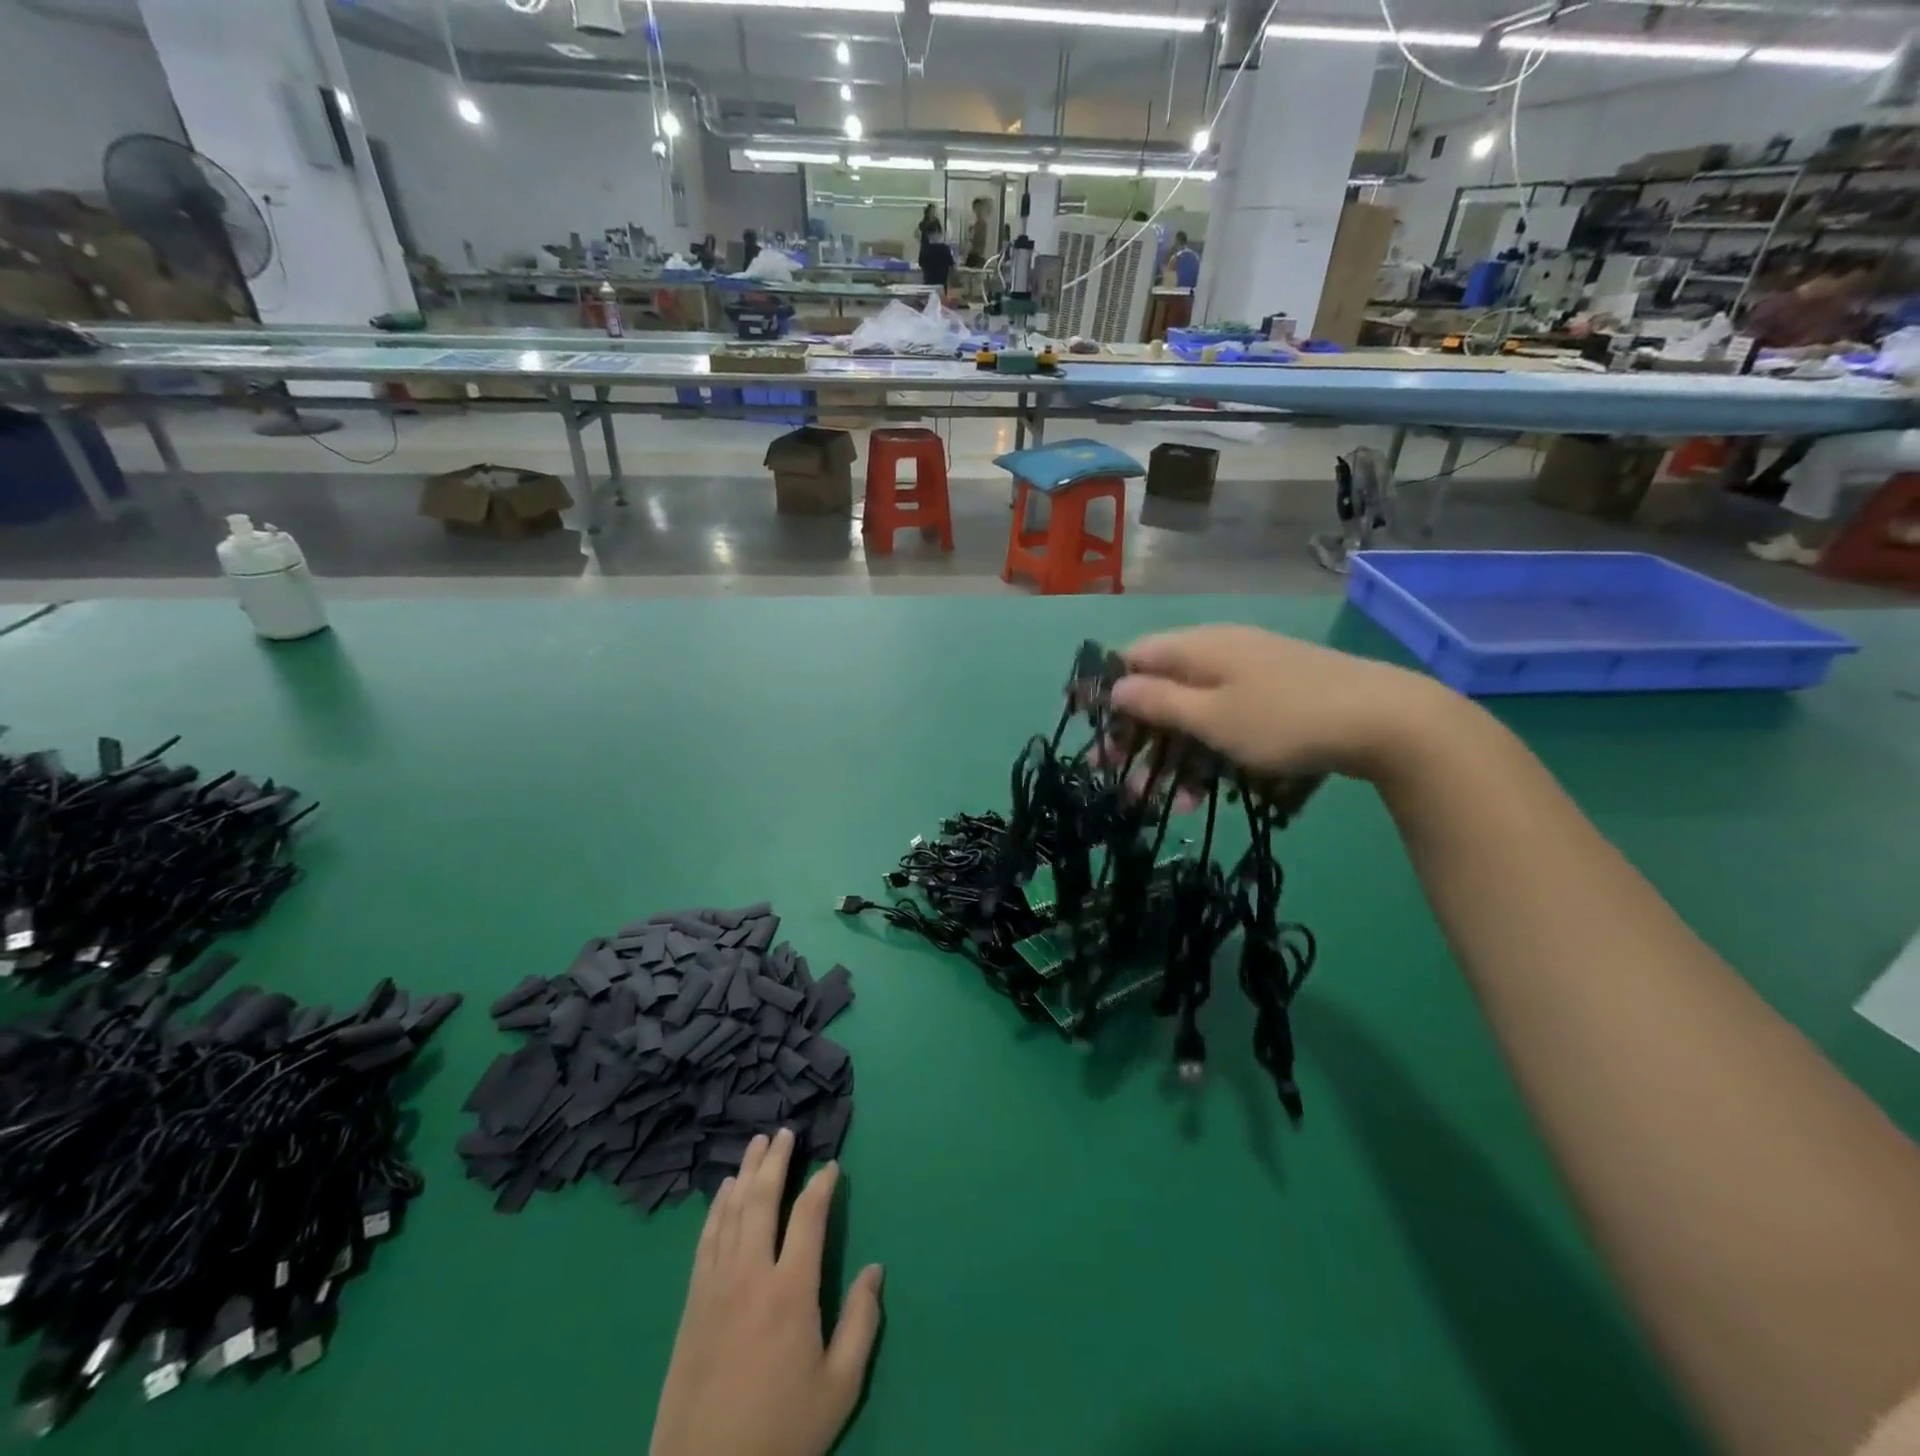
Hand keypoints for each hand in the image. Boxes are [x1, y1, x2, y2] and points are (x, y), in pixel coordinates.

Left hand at [651, 1129, 883, 1455]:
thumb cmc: (780, 1432)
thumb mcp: (838, 1387)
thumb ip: (861, 1323)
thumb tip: (876, 1269)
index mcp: (790, 1291)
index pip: (808, 1217)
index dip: (822, 1186)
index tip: (831, 1165)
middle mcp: (751, 1275)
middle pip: (762, 1201)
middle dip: (775, 1161)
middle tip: (784, 1132)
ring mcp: (716, 1286)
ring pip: (731, 1212)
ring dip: (745, 1173)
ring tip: (756, 1145)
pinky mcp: (692, 1303)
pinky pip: (705, 1240)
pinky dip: (716, 1208)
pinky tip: (722, 1192)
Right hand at [1107, 625, 1447, 782]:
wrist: (1385, 720)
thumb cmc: (1284, 719)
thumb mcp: (1212, 717)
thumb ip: (1158, 702)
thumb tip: (1115, 688)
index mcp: (1196, 647)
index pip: (1132, 659)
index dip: (1110, 697)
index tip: (1101, 739)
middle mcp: (1218, 651)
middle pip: (1161, 690)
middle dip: (1143, 740)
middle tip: (1128, 784)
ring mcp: (1250, 672)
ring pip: (1195, 712)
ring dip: (1179, 758)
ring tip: (1178, 805)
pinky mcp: (1275, 694)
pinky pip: (1227, 719)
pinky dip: (1214, 752)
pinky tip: (1217, 791)